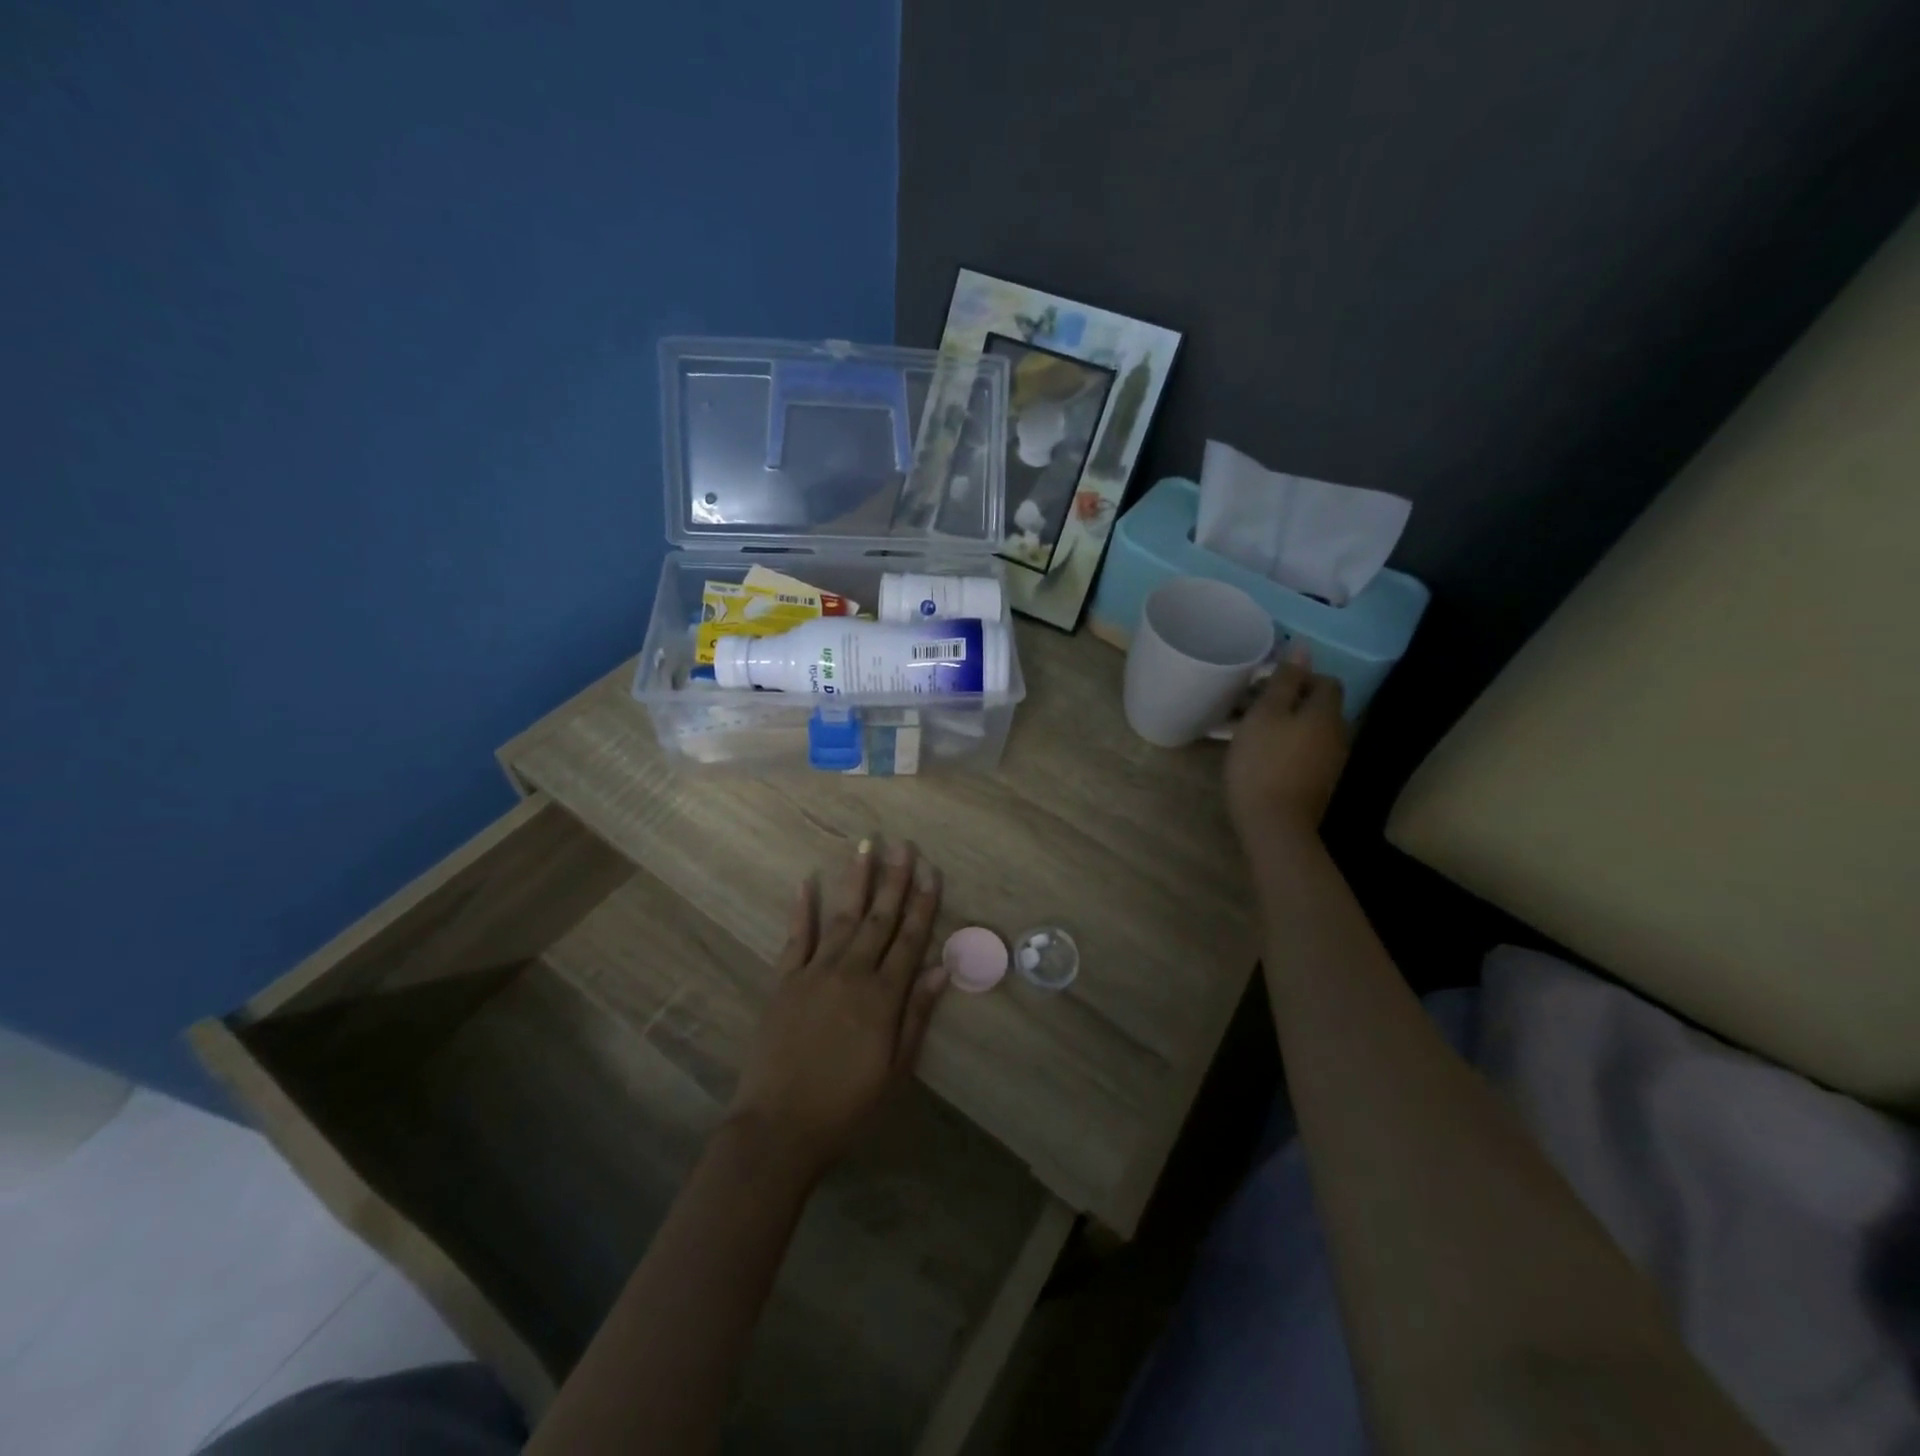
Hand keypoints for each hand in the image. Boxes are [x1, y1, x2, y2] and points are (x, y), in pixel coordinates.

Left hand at [730, 838, 946, 1177]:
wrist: (779, 1127)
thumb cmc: (846, 1105)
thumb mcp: (895, 1069)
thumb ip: (916, 1015)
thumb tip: (941, 969)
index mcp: (882, 996)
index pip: (910, 940)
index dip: (923, 905)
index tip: (932, 872)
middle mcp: (851, 973)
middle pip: (879, 919)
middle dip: (895, 880)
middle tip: (904, 845)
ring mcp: (814, 972)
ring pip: (841, 917)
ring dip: (856, 880)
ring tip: (866, 846)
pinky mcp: (784, 981)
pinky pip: (796, 937)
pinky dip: (803, 908)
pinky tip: (808, 881)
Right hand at [1225, 654, 1348, 844]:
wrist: (1274, 824)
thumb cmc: (1263, 762)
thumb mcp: (1265, 714)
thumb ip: (1284, 680)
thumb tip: (1303, 647)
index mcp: (1326, 713)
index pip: (1325, 681)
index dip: (1298, 676)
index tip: (1264, 684)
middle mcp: (1337, 734)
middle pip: (1317, 706)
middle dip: (1287, 701)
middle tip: (1250, 705)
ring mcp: (1331, 762)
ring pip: (1309, 730)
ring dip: (1284, 724)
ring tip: (1248, 730)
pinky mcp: (1318, 783)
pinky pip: (1304, 752)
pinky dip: (1285, 746)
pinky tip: (1259, 756)